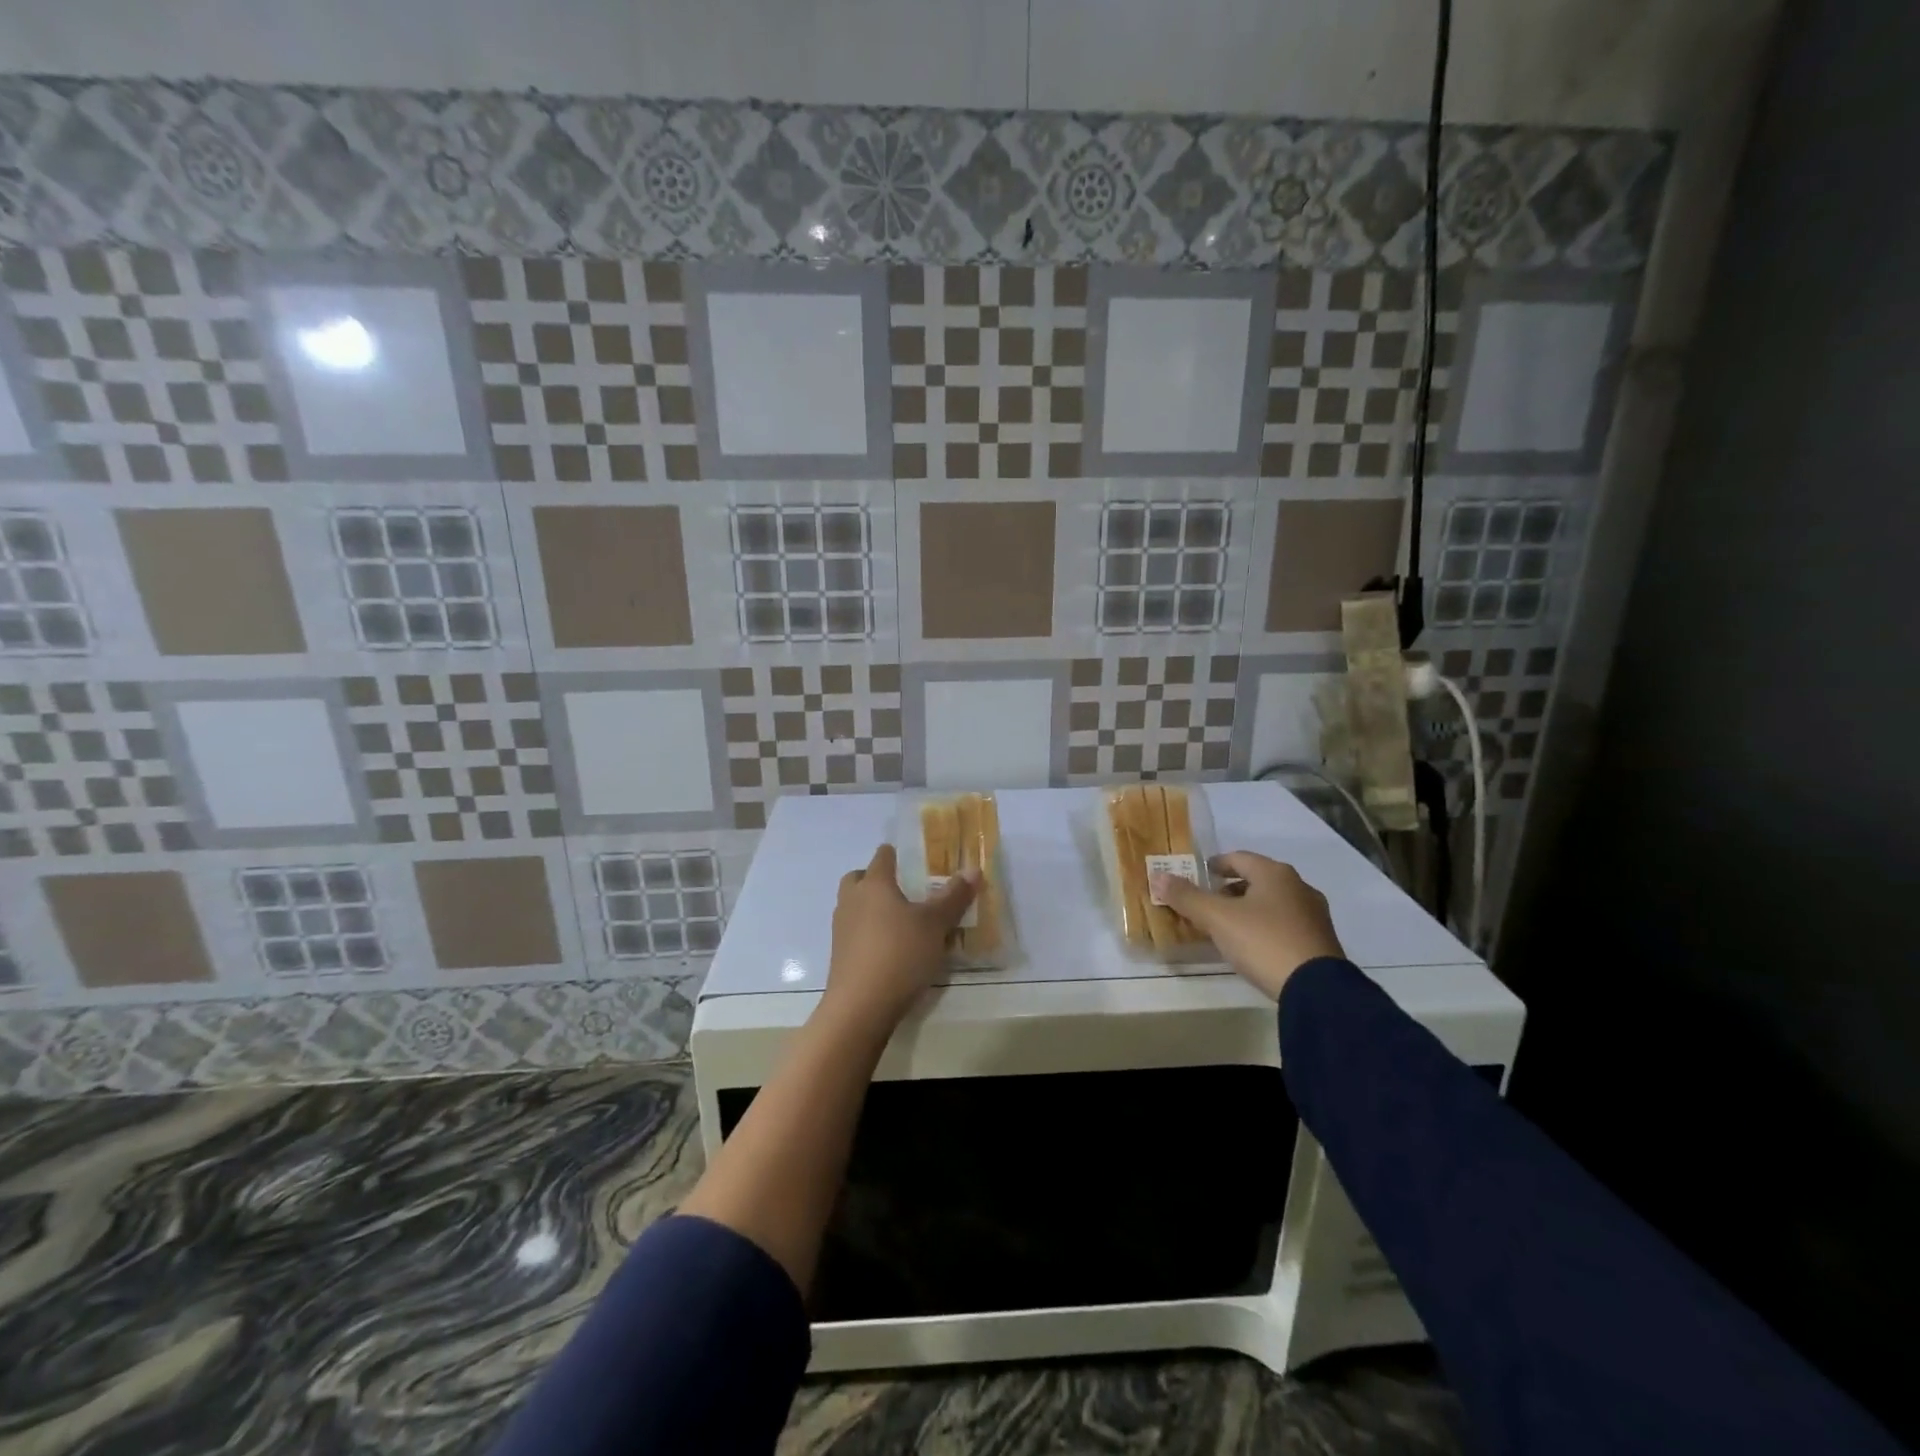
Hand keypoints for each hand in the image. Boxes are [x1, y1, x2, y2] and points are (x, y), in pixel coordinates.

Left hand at [824, 843, 978, 1032]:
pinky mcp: (838, 955)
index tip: (908, 858)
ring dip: (869, 906)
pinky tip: (887, 948)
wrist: (860, 1006)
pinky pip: (852, 932)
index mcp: (874, 884)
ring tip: (896, 920)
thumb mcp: (935, 925)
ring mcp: (841, 929)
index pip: (882, 857)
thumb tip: (973, 869)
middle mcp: (852, 900)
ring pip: (852, 905)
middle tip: (899, 889)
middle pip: (858, 878)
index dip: (894, 854)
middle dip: (874, 879)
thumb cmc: (900, 954)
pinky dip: (866, 932)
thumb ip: (953, 897)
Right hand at [1151, 852, 1344, 1001]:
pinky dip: (1265, 926)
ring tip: (1227, 926)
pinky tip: (1253, 945)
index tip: (1199, 876)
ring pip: (1272, 902)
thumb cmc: (1263, 941)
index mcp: (1274, 873)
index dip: (1215, 865)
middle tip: (1208, 902)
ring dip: (1248, 908)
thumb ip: (1187, 897)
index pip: (1238, 858)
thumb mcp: (1217, 919)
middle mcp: (1298, 886)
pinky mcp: (1320, 941)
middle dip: (1230, 889)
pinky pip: (1285, 923)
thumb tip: (1159, 876)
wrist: (1317, 989)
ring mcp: (1313, 914)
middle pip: (1257, 879)